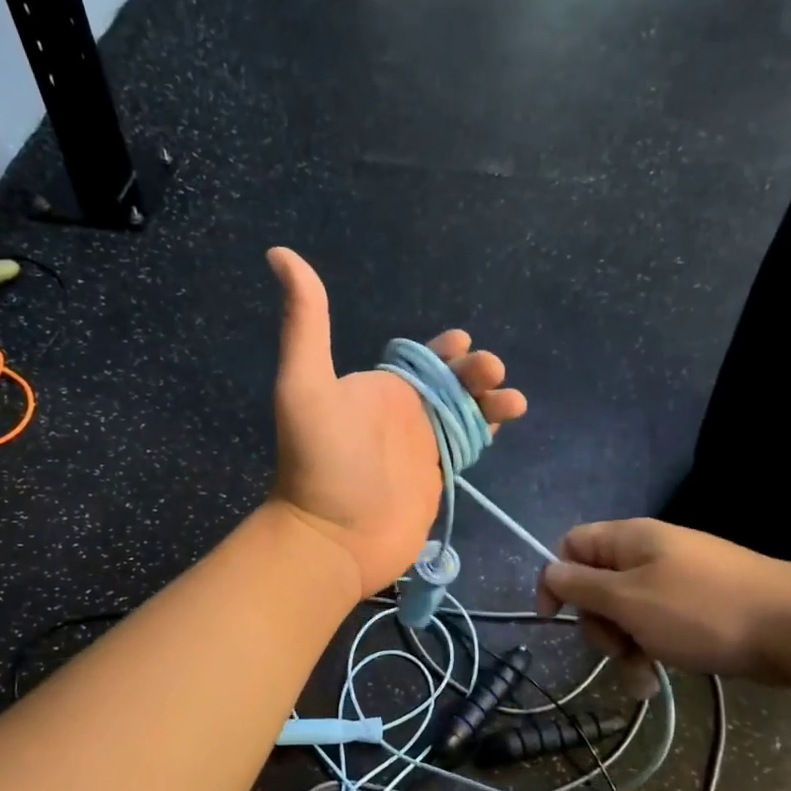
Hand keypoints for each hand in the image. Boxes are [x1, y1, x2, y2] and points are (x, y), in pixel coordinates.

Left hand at [266, 247, 526, 596]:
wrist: (332, 537)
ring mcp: (421, 447)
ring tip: (510, 399)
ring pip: (466, 411)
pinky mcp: (437, 478)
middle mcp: (402, 414)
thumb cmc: (320, 461)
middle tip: (488, 372)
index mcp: (378, 388)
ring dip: (490, 398)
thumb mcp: (304, 384)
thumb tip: (280, 254)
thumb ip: (305, 322)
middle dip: (474, 371)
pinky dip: (489, 430)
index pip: (419, 359)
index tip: (462, 342)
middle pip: (451, 382)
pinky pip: (469, 444)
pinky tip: (505, 421)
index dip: (444, 348)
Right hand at [535, 518, 790, 685]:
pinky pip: (659, 626)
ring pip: (628, 612)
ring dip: (625, 647)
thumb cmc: (702, 610)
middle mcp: (651, 554)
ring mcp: (679, 582)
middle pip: (599, 585)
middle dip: (599, 624)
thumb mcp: (629, 599)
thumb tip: (550, 573)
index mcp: (631, 539)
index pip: (572, 546)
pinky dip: (653, 651)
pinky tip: (659, 681)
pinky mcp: (701, 609)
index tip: (554, 619)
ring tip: (642, 680)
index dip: (557, 580)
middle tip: (616, 649)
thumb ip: (581, 586)